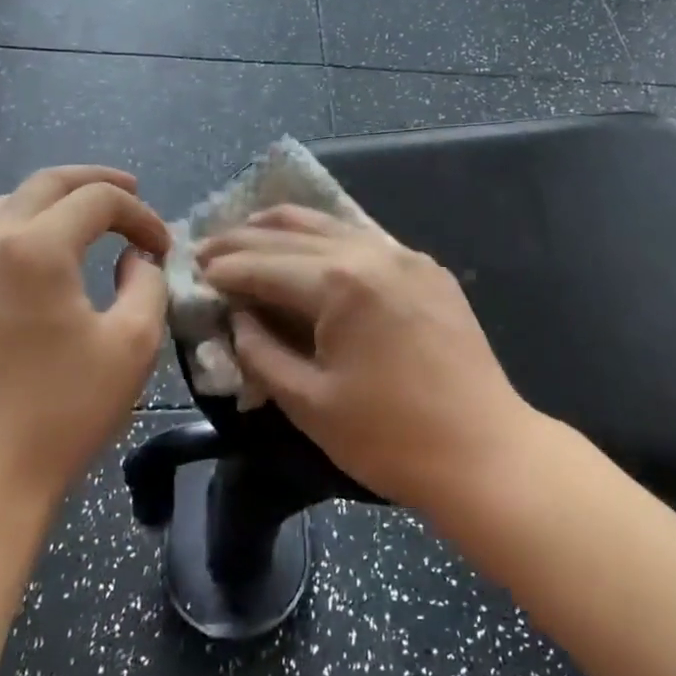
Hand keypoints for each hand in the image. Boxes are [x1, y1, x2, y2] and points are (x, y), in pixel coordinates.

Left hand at [0, 167, 170, 524]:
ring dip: (56, 200)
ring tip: (91, 216)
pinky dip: (28, 225)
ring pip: (11, 204)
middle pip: (46, 183)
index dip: (141, 214)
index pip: (98, 200)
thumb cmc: (60, 412)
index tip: (164, 247)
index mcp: (37, 248)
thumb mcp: (132, 344)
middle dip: (95, 182)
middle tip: (132, 191)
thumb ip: (147, 284)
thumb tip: (135, 258)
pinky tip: (49, 256)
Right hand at [195, 205, 537, 514]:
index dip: (224, 269)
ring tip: (247, 235)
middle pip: (292, 233)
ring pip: (330, 225)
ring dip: (283, 229)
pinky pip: (365, 238)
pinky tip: (308, 248)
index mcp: (339, 282)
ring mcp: (405, 255)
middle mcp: (372, 251)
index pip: (264, 264)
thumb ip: (261, 352)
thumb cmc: (390, 438)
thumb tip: (238, 318)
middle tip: (206, 247)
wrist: (484, 451)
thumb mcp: (308, 402)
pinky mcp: (427, 269)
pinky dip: (326, 238)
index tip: (192, 271)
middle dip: (243, 240)